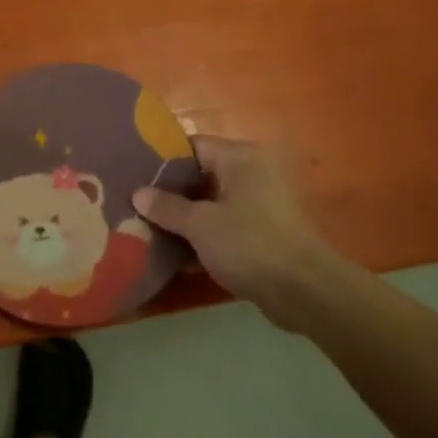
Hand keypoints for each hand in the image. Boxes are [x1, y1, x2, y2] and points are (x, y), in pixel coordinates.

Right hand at [132, 136, 363, 329]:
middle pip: (201, 176)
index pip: (193, 146)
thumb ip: (166, 206)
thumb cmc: (250, 243)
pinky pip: (224, 226)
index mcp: (242, 158)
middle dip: (169, 193)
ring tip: (146, 228)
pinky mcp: (263, 233)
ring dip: (184, 218)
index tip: (133, 173)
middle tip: (134, 203)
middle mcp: (254, 173)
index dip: (162, 159)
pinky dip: (203, 237)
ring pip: (211, 204)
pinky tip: (174, 255)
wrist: (303, 291)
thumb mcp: (199, 224)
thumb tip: (138, 193)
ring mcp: (261, 204)